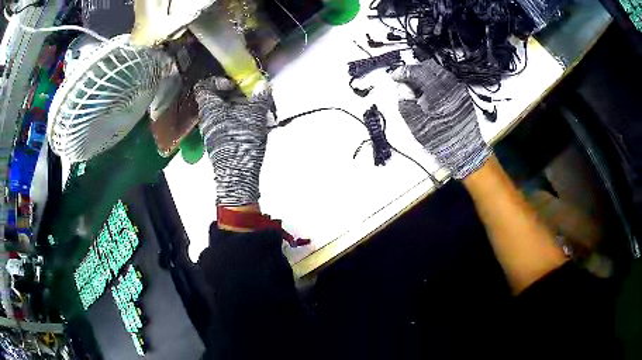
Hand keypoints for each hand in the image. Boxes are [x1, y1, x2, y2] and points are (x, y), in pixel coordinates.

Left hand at [194, 76, 273, 206]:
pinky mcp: (219, 142)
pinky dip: (237, 119)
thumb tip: (264, 85)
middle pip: (215, 98)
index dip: (218, 80)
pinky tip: (251, 123)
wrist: (237, 174)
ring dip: (237, 107)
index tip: (234, 84)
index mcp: (210, 108)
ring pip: (221, 112)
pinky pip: (225, 123)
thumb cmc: (241, 141)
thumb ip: (260, 97)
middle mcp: (206, 119)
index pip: (204, 86)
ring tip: (254, 109)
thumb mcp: (255, 115)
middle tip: (249, 95)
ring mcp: (211, 132)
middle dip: (233, 94)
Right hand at [392, 60, 491, 179]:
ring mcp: (459, 89)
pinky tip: (431, 95)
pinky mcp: (464, 95)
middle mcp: (450, 84)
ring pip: (439, 72)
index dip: (403, 71)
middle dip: (415, 71)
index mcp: (437, 90)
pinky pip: (447, 80)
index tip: (395, 77)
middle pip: (429, 66)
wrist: (464, 151)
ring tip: (418, 90)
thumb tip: (403, 88)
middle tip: (406, 82)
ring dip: (426, 76)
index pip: (417, 71)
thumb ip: (405, 100)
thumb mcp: (415, 122)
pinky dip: (436, 82)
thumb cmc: (438, 139)